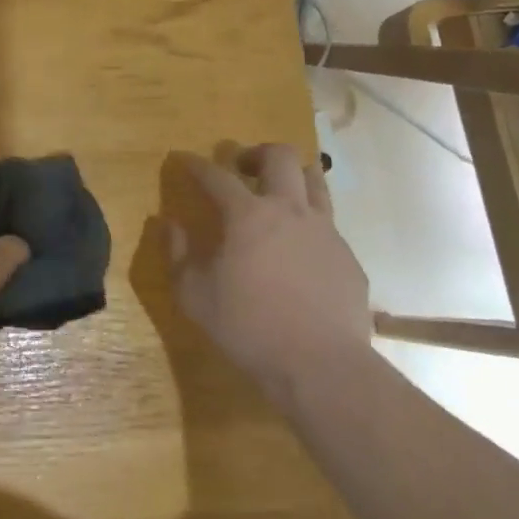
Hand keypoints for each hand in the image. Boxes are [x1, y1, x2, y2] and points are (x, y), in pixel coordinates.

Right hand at [162, 143, 371, 394]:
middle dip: (256, 153)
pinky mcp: (348, 258)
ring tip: (278, 194)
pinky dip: (309, 223)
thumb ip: (178, 254)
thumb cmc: (249, 327)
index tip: (183, 158)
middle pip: (280, 156)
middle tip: (242, 168)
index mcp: (248, 215)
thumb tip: (169, 224)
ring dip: (292, 177)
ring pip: (315, 181)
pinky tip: (299, 251)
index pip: (217, 176)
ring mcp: (326, 232)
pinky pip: (329, 225)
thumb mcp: (194, 295)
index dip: (196, 164)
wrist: (321, 365)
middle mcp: (290, 211)